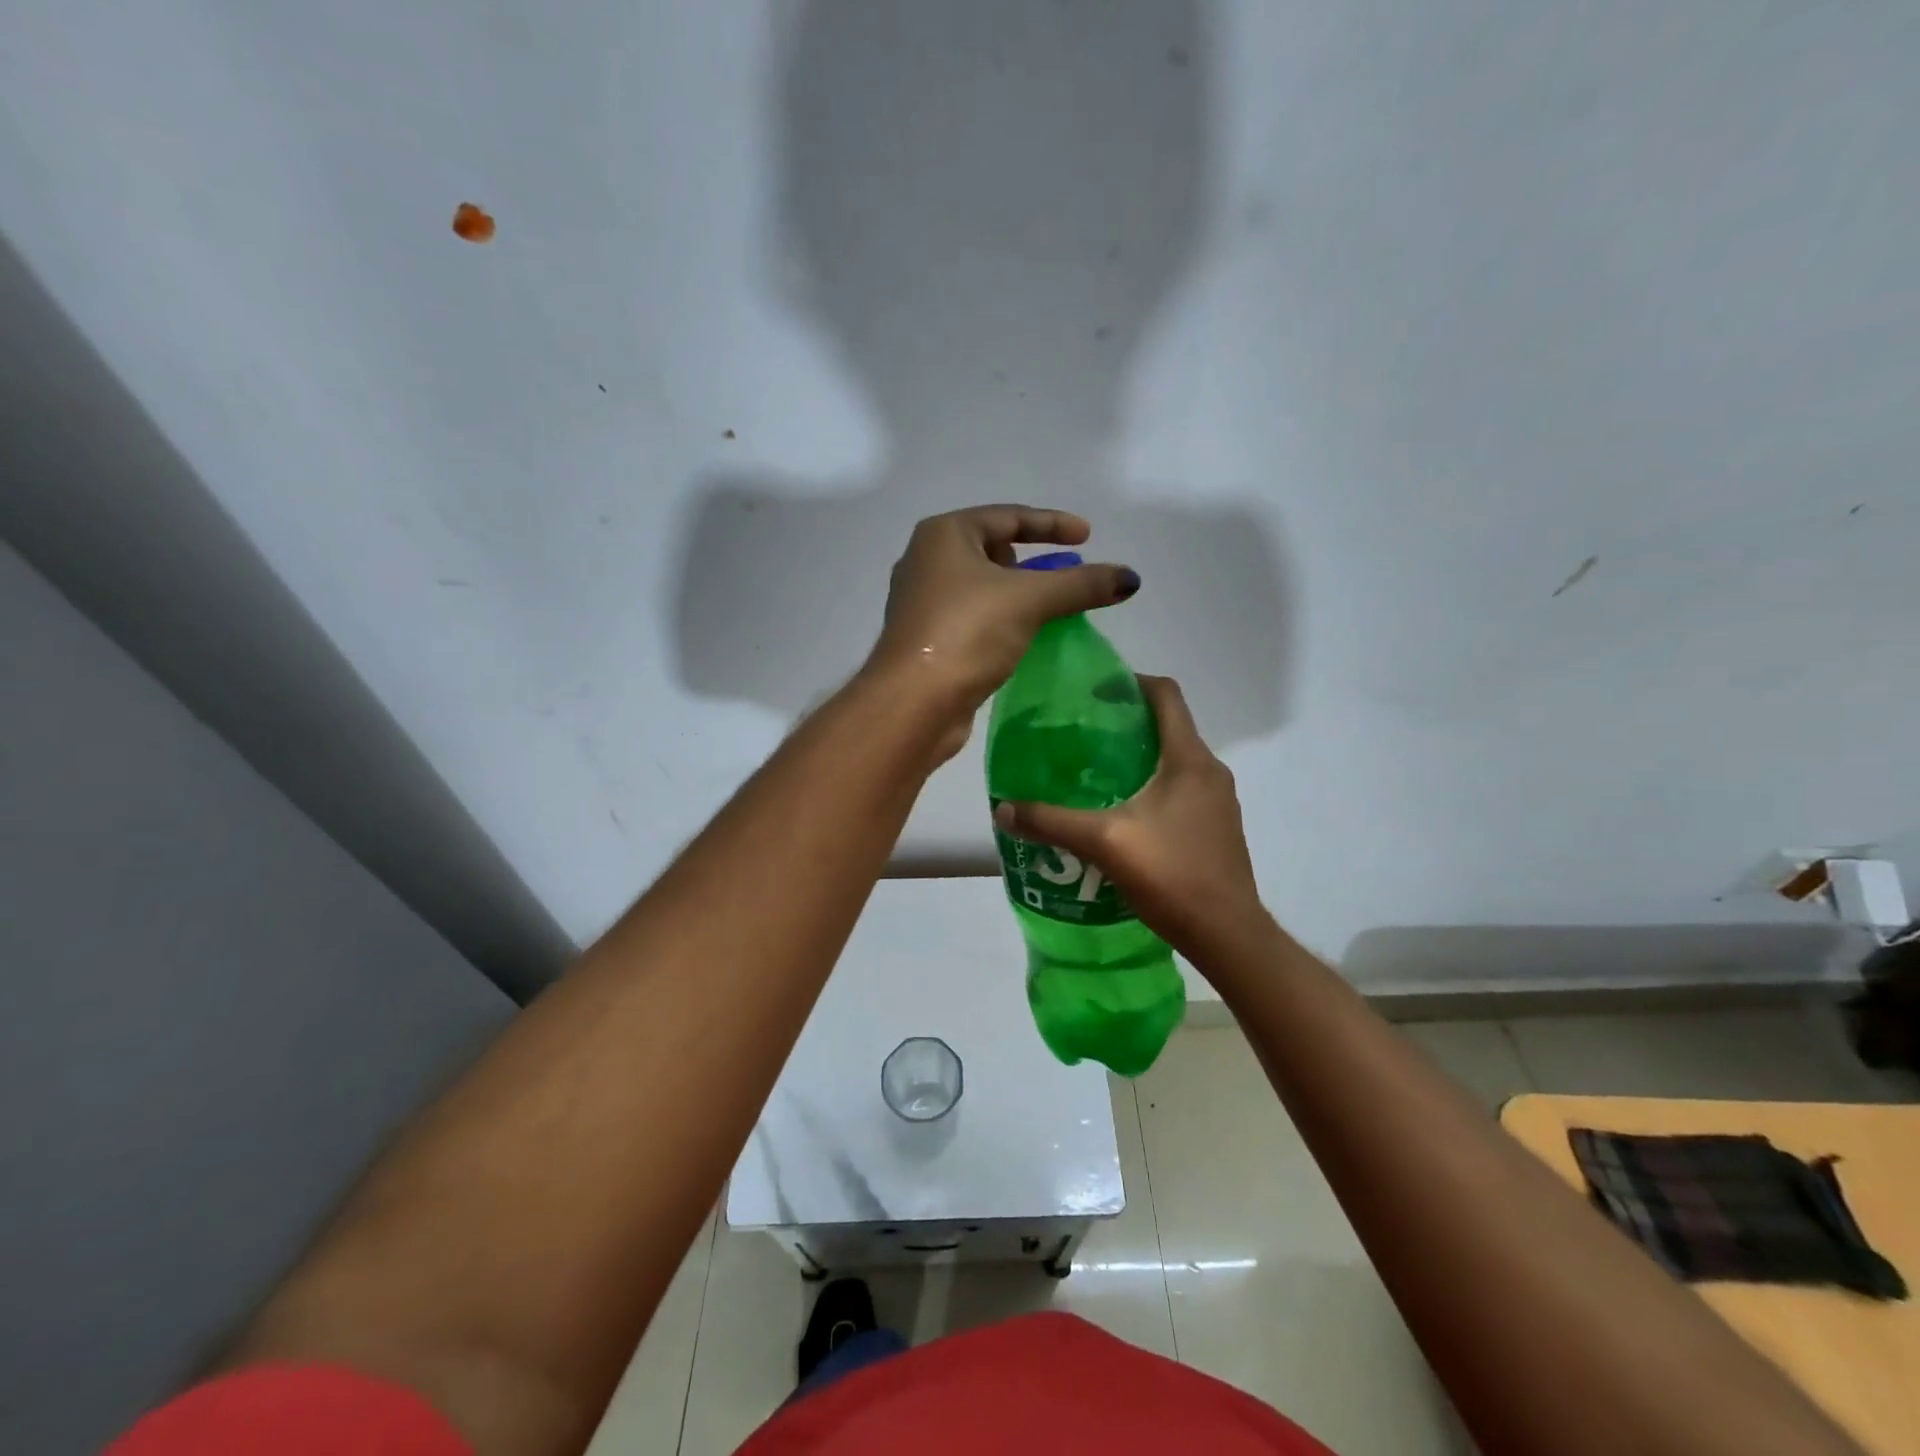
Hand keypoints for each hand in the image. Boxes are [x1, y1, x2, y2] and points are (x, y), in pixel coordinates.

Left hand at [868, 505, 1137, 752]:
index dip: (1052, 524)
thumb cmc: (966, 633)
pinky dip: (1002, 620)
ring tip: (1050, 610)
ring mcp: (923, 602)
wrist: (913, 702)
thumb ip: (1082, 584)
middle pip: (992, 549)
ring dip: (1018, 594)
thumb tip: (1131, 578)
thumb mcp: (1031, 600)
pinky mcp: (928, 639)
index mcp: (944, 534)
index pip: (1008, 516)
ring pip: (983, 586)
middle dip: (1032, 561)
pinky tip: (1023, 638)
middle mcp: (926, 561)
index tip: (1088, 536)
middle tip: (1063, 577)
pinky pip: (974, 617)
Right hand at [991, 676, 1264, 961]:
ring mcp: (1217, 801)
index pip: (1166, 695)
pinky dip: (1150, 785)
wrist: (1227, 935)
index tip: (1092, 693)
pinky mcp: (1215, 827)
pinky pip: (1180, 788)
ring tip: (1093, 771)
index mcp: (1189, 759)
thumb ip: (1052, 822)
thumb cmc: (1172, 875)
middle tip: (1080, 733)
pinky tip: (1119, 812)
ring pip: (1173, 760)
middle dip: (1126, 722)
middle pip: (1169, 726)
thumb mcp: (1104, 843)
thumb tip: (1003, 808)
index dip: (1130, 682)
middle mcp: (1209, 771)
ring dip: (1137, 756)